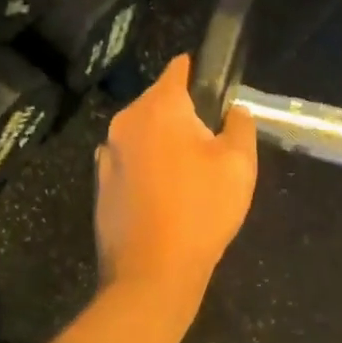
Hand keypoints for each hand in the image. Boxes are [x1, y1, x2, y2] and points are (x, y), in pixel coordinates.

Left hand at [94, 56, 256, 327]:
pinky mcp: (101, 183)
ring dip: (164, 141)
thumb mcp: (239, 164)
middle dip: (184, 112)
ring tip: (191, 172)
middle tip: (212, 141)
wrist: (151, 273)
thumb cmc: (201, 209)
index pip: (178, 69)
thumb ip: (240, 125)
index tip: (215, 85)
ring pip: (143, 131)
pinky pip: (131, 160)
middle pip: (159, 101)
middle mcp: (126, 120)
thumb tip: (234, 110)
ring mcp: (107, 153)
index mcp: (159, 107)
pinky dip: (148, 165)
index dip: (198, 71)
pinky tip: (166, 193)